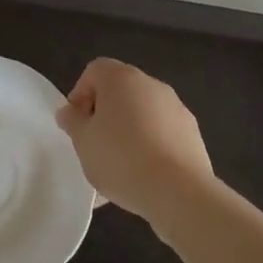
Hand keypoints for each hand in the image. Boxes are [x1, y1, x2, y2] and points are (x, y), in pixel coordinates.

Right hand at [56, 59, 213, 227]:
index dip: (80, 94)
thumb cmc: (121, 158)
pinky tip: (143, 175)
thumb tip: (69, 111)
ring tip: (119, 166)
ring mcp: (176, 108)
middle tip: (95, 143)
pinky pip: (162, 133)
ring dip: (128, 130)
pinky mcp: (192, 133)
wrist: (179, 191)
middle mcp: (151, 84)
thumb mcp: (83, 141)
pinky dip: (150, 145)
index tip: (77, 123)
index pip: (95, 71)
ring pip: (142, 113)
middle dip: (105, 114)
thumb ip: (72, 121)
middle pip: (120, 90)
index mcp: (121, 78)